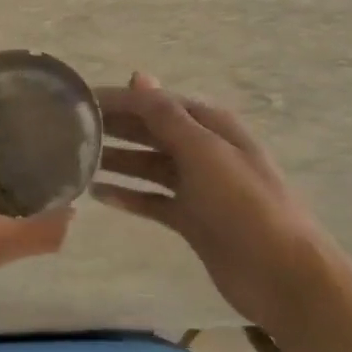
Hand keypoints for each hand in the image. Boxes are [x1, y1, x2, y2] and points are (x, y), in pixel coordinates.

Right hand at [91, 72, 334, 327]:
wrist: (283, 275)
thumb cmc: (244, 205)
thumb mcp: (204, 153)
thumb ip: (167, 116)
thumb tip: (138, 75)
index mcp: (210, 126)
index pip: (155, 102)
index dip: (119, 100)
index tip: (77, 102)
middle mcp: (202, 150)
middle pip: (150, 131)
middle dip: (114, 127)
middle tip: (68, 131)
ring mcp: (197, 186)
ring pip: (147, 165)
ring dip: (117, 161)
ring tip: (77, 161)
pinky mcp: (191, 219)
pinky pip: (151, 200)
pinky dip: (128, 196)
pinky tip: (98, 196)